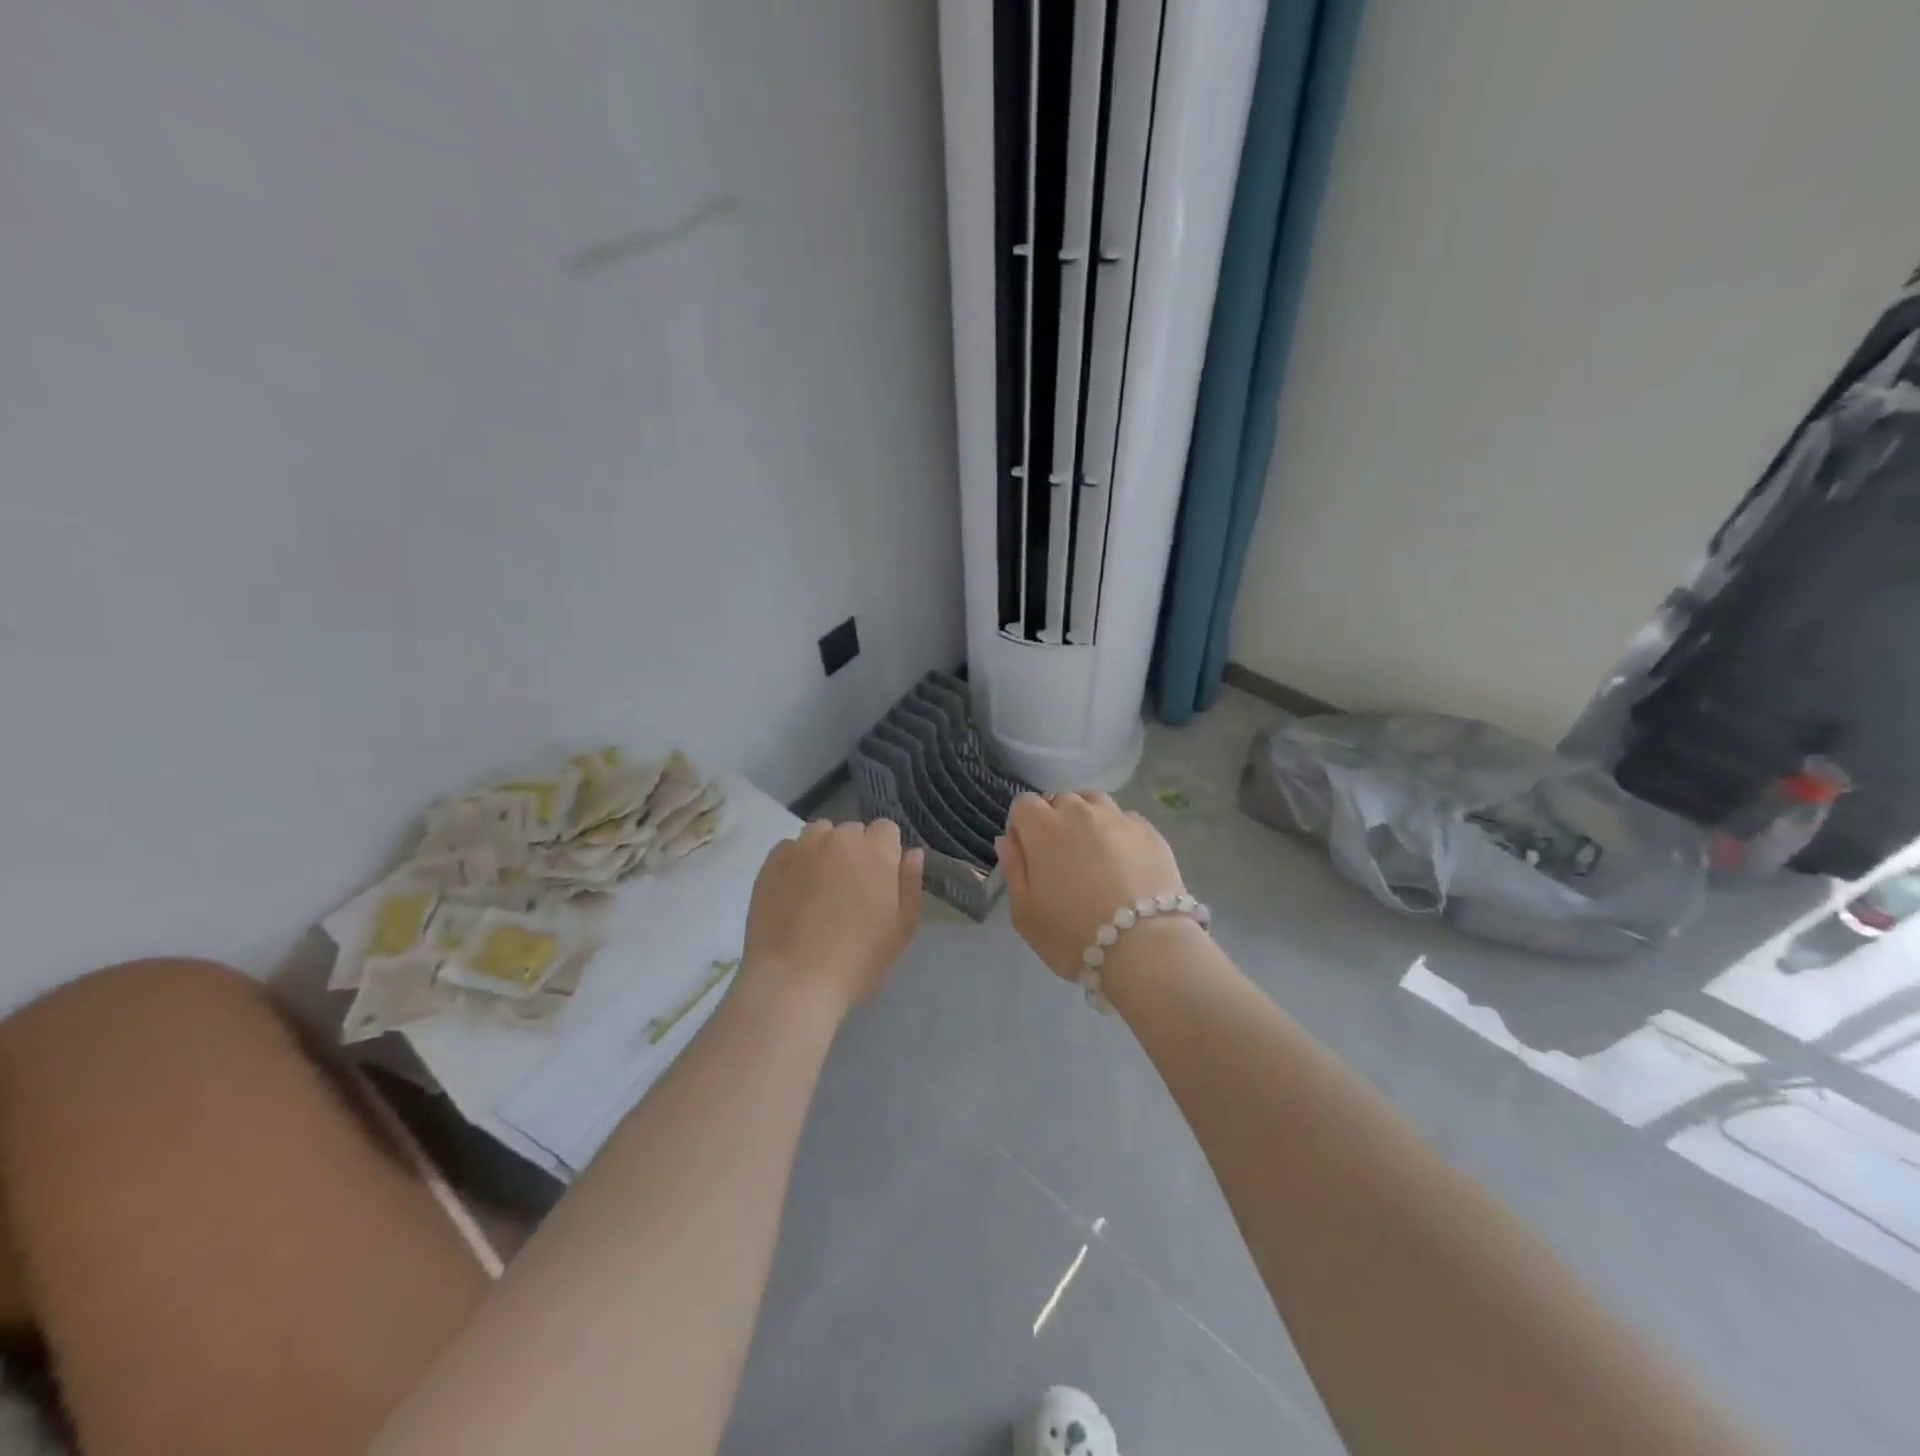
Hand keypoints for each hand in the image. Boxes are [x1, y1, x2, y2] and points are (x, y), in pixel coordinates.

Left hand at [740, 819, 923, 1012]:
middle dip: (855, 851)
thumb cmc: (857, 960)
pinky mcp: (771, 862)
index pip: (886, 829)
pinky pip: (790, 848)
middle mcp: (839, 839)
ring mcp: (802, 847)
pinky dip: (796, 861)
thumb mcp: (901, 929)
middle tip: (849, 889)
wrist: (793, 979)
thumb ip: (910, 884)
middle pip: (853, 831)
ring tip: (819, 886)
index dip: (885, 852)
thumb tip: (912, 853)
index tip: (880, 880)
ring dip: (825, 850)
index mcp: (876, 851)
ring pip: (820, 834)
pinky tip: (794, 891)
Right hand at [996, 792, 1187, 980]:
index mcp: (1043, 828)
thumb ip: (1013, 870)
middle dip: (1054, 821)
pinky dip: (1117, 832)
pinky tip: (1123, 860)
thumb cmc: (1073, 935)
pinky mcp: (1149, 831)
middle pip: (1059, 801)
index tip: (1028, 855)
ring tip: (1092, 852)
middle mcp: (1080, 812)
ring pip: (1093, 802)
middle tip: (1061, 860)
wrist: (1145, 948)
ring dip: (1086, 819)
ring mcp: (1118, 818)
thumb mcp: (1025, 913)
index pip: (1023, 804)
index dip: (1021, 826)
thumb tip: (1008, 841)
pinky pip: (1124, 819)